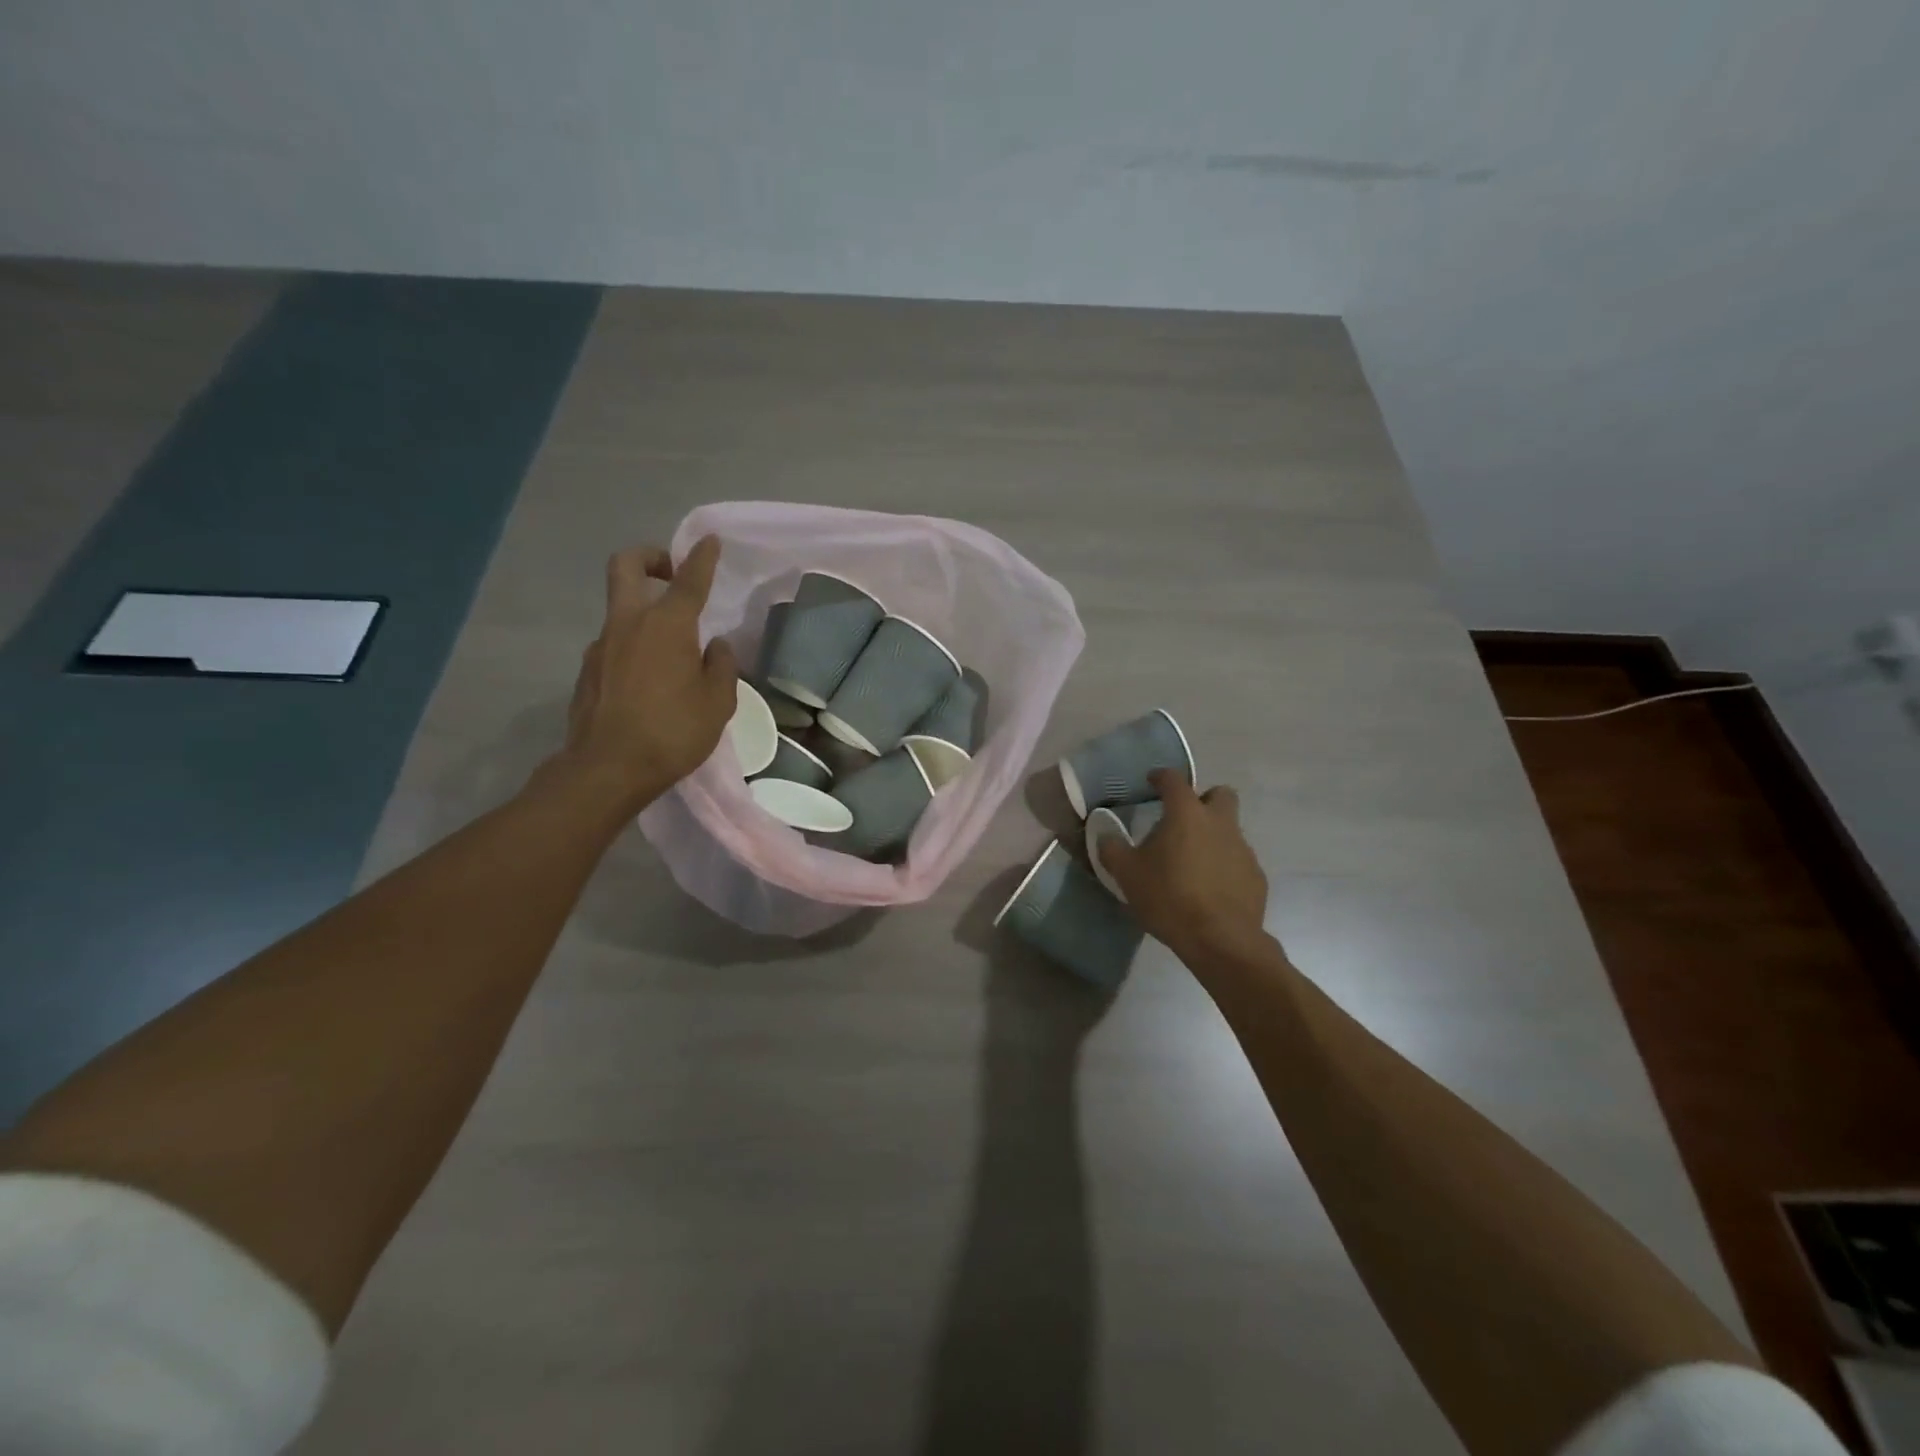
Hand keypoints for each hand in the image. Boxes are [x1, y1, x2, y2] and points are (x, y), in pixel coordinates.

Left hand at [556, 536, 737, 811]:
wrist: (607, 769)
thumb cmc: (673, 732)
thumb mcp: (718, 703)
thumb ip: (721, 666)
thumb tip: (714, 647)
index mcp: (667, 626)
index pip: (688, 580)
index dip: (702, 557)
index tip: (709, 540)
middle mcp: (628, 624)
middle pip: (626, 566)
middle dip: (650, 557)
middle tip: (671, 572)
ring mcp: (601, 645)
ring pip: (620, 609)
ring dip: (643, 612)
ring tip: (671, 652)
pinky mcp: (587, 670)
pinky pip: (614, 644)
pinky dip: (633, 647)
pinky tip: (649, 682)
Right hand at [1096, 770, 1271, 970]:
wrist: (1221, 940)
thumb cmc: (1169, 898)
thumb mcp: (1127, 875)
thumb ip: (1112, 849)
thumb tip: (1105, 834)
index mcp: (1187, 814)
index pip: (1174, 780)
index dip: (1161, 777)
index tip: (1152, 781)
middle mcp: (1220, 823)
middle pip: (1220, 794)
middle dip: (1203, 800)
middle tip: (1183, 820)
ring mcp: (1243, 849)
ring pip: (1230, 830)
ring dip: (1212, 837)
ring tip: (1191, 864)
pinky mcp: (1256, 876)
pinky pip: (1238, 860)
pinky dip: (1224, 866)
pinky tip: (1209, 889)